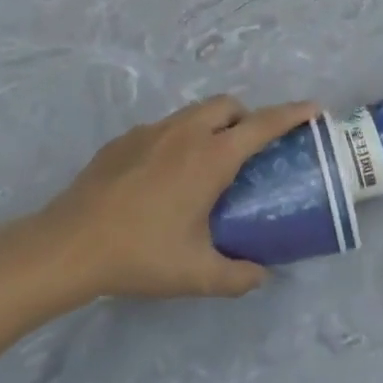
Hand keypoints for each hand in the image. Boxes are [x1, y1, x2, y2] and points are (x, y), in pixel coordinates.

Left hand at [36, 96, 318, 299]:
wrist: (68, 244)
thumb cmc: (140, 254)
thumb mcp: (195, 274)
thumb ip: (237, 276)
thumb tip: (262, 275)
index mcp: (211, 157)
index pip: (262, 125)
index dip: (292, 114)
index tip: (313, 110)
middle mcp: (186, 133)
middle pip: (228, 106)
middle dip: (247, 117)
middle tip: (250, 150)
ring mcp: (152, 131)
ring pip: (195, 112)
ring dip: (213, 124)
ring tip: (209, 163)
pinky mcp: (125, 139)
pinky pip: (165, 128)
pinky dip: (180, 138)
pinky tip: (165, 176)